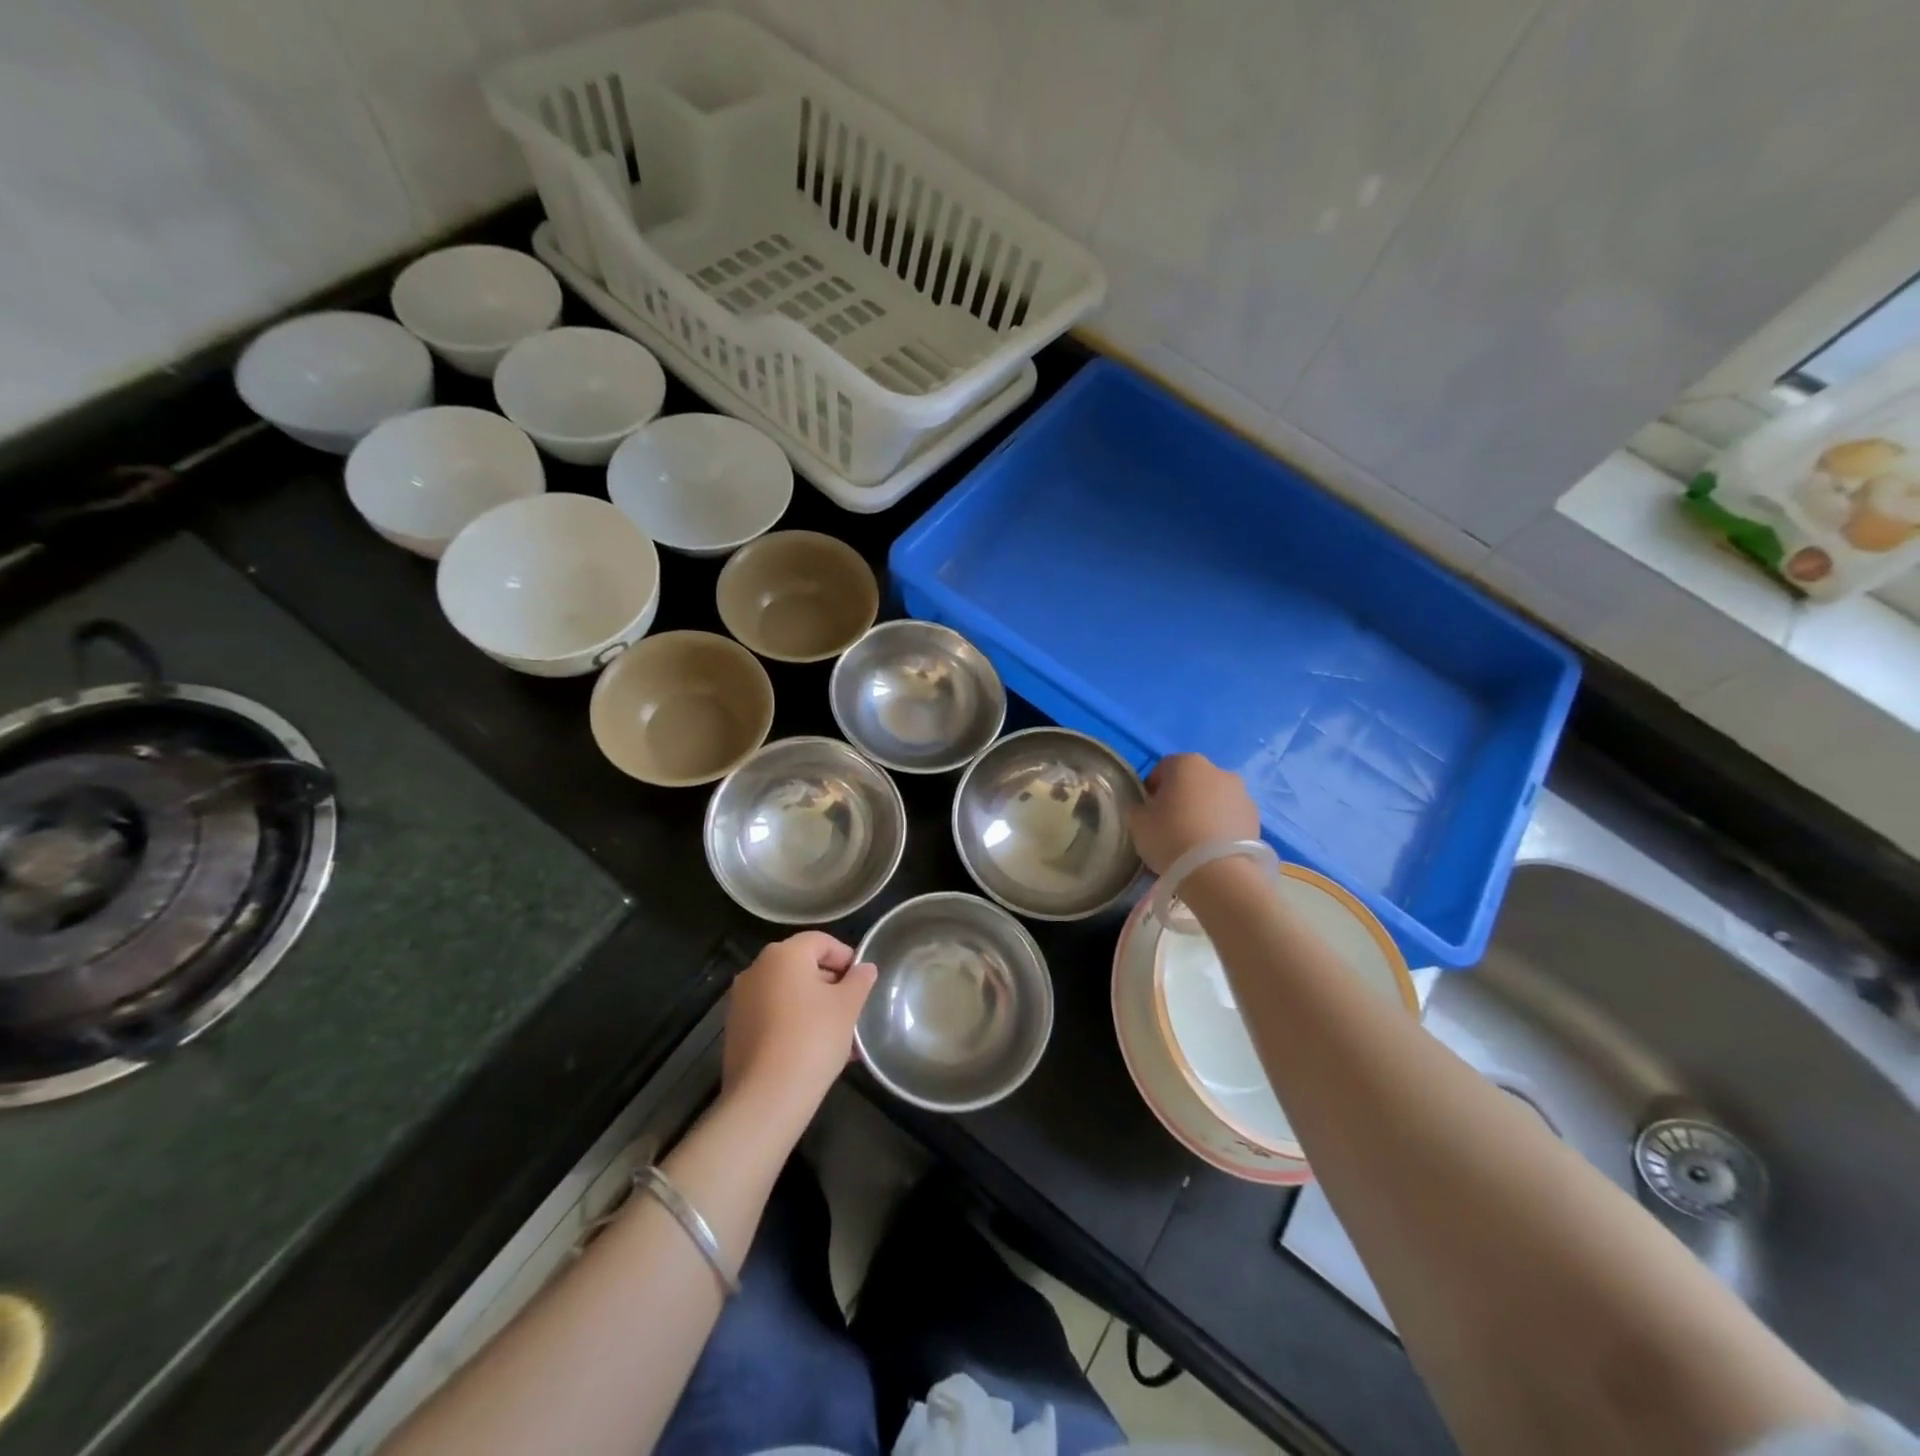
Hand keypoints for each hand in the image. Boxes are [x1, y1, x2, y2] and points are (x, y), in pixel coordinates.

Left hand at [722, 931, 876, 1120]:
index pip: (821, 941)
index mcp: (783, 955)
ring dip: (814, 1007)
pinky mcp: (736, 1030)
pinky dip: (794, 1024)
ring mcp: (741, 1001)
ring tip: (839, 1036)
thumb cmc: (813, 1039)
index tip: (862, 983)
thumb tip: (865, 968)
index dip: (846, 957)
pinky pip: (773, 1016)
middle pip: (802, 966)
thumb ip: (859, 981)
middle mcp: (757, 970)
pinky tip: (814, 1051)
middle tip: (853, 1010)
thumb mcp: (848, 1006)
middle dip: (830, 985)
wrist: (766, 1098)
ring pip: (788, 994)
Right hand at [1126, 753, 1259, 874]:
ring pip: (1214, 798)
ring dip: (1204, 810)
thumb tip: (1142, 806)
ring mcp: (1242, 793)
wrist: (1219, 873)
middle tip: (1170, 824)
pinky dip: (1221, 826)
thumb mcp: (1137, 823)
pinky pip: (1231, 816)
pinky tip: (1212, 849)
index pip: (1163, 768)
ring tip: (1194, 840)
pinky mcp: (1256, 818)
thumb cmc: (1171, 838)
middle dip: (1181, 797)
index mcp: (1186, 763)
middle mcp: (1218, 770)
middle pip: (1192, 780)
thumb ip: (1136, 808)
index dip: (1152, 788)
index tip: (1148, 810)